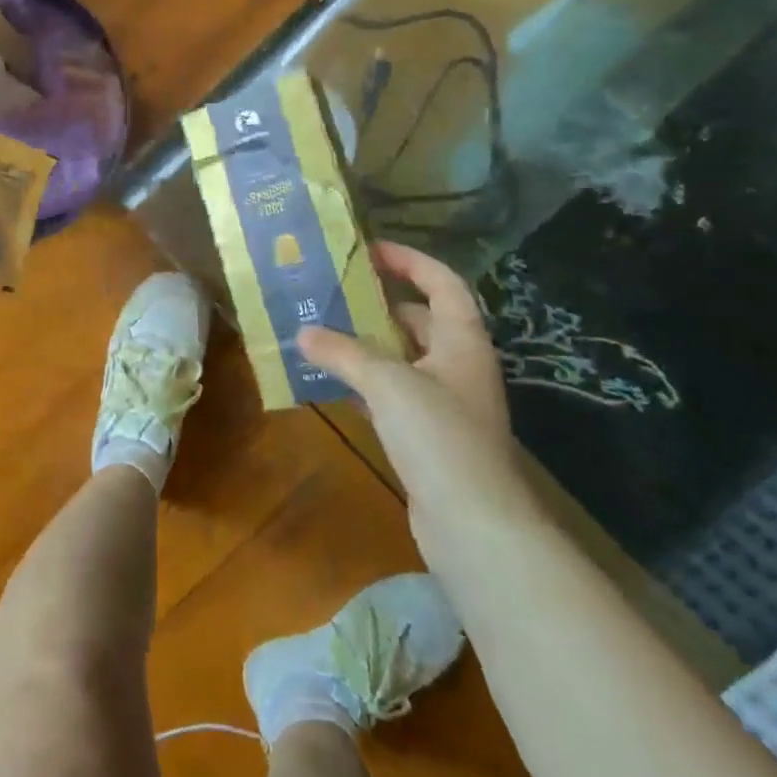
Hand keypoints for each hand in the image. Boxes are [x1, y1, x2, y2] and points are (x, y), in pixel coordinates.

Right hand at [299, 242, 539, 540]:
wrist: (474, 525)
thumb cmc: (439, 436)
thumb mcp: (387, 383)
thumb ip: (342, 353)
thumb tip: (302, 332)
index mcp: (462, 341)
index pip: (442, 283)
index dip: (410, 261)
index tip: (370, 251)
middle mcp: (459, 366)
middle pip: (422, 319)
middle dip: (380, 304)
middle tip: (335, 293)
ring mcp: (446, 403)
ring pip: (404, 358)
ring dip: (368, 345)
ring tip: (324, 331)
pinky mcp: (430, 436)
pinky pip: (394, 394)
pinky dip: (366, 383)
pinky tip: (332, 382)